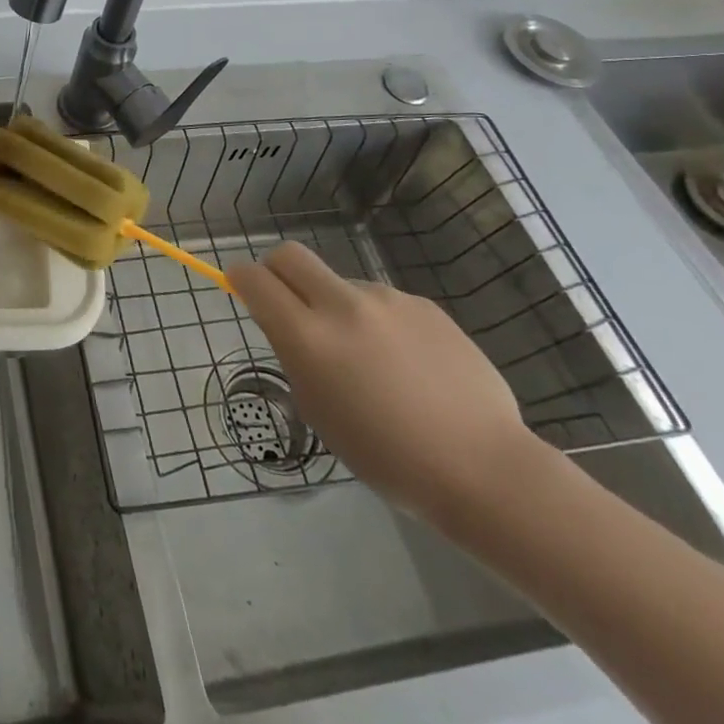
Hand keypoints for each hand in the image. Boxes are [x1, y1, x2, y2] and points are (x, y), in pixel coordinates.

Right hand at [231, 241, 538, 525]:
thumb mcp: (319, 412)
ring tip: (372, 361)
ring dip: (337, 307)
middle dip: (277, 270)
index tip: (242, 289)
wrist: (483, 468)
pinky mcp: (425, 305)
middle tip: (289, 304)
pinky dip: (380, 323)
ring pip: (341, 283)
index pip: (255, 279)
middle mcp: (343, 305)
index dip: (240, 278)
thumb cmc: (387, 457)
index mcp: (308, 337)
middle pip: (290, 255)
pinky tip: (409, 367)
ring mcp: (388, 300)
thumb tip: (296, 330)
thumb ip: (298, 359)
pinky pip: (384, 303)